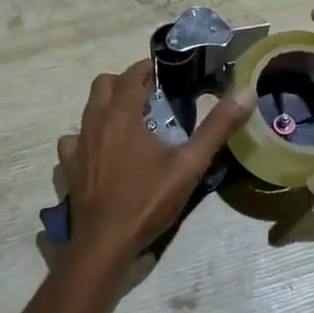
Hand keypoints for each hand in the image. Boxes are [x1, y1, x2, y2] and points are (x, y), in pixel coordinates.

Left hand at [57, 61, 253, 267]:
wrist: (106, 243)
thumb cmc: (148, 200)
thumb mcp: (190, 164)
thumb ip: (217, 127)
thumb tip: (245, 93)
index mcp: (122, 115)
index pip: (130, 75)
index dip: (146, 69)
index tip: (163, 74)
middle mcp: (94, 122)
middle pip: (103, 84)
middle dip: (124, 83)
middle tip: (149, 96)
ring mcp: (77, 145)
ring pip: (87, 110)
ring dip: (106, 107)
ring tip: (129, 122)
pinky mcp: (68, 167)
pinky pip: (73, 140)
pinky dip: (86, 137)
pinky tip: (101, 151)